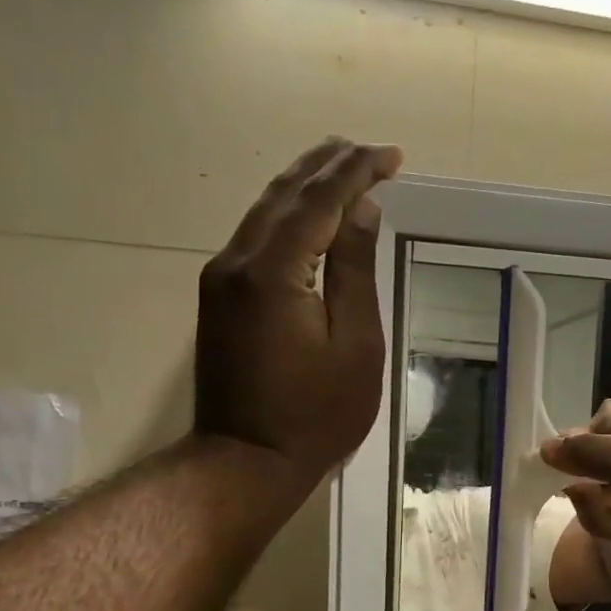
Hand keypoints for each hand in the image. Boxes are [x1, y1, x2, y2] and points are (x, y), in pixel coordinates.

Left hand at [193, 137, 402, 483]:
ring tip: (339, 165)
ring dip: (303, 186)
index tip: (391, 156)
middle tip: (365, 150)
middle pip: (284, 195)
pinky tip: (306, 214)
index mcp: (274, 272)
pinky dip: (286, 216)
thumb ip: (355, 272)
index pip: (318, 201)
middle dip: (326, 167)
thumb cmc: (316, 415)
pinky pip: (256, 238)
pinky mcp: (220, 298)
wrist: (246, 460)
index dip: (356, 173)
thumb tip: (361, 211)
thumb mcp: (355, 347)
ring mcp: (222, 280)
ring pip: (264, 212)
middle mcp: (237, 262)